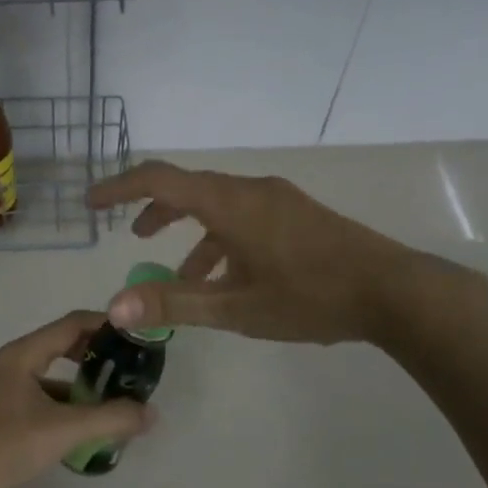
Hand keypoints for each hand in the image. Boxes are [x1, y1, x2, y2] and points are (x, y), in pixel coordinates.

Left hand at [0, 310, 155, 487]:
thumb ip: (110, 419)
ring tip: (113, 403)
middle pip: (59, 347)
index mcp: (20, 356)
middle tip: (130, 369)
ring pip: (48, 378)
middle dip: (95, 357)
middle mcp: (8, 365)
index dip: (104, 325)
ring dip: (80, 387)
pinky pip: (37, 400)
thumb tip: (151, 413)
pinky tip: (81, 431)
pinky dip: (62, 408)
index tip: (136, 334)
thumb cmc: (3, 449)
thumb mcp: (63, 432)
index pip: (70, 325)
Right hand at [86, 161, 487, 346]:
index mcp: (229, 203)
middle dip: (154, 211)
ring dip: (190, 233)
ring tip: (176, 274)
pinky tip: (225, 280)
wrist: (394, 291)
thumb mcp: (235, 307)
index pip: (160, 180)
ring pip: (218, 207)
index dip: (120, 188)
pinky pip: (244, 218)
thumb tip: (115, 307)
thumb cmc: (310, 296)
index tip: (92, 203)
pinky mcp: (297, 215)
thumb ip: (174, 303)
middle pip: (189, 189)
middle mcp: (250, 190)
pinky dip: (221, 242)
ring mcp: (278, 201)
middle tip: (130, 234)